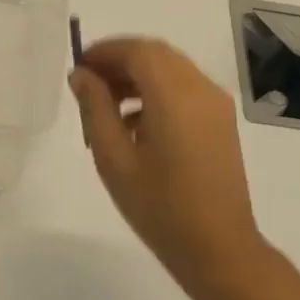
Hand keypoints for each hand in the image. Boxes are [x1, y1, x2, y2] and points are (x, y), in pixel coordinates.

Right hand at [69, 37, 263, 286]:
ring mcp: (216, 105)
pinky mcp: (221, 121)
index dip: (105, 52)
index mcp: (174, 96)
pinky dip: (157, 91)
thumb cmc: (159, 207)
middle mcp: (201, 89)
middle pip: (156, 54)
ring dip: (138, 75)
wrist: (218, 247)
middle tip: (88, 84)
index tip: (78, 68)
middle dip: (120, 60)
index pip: (137, 51)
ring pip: (172, 69)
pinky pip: (185, 88)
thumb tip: (82, 75)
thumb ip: (95, 108)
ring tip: (107, 106)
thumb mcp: (114, 159)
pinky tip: (135, 124)